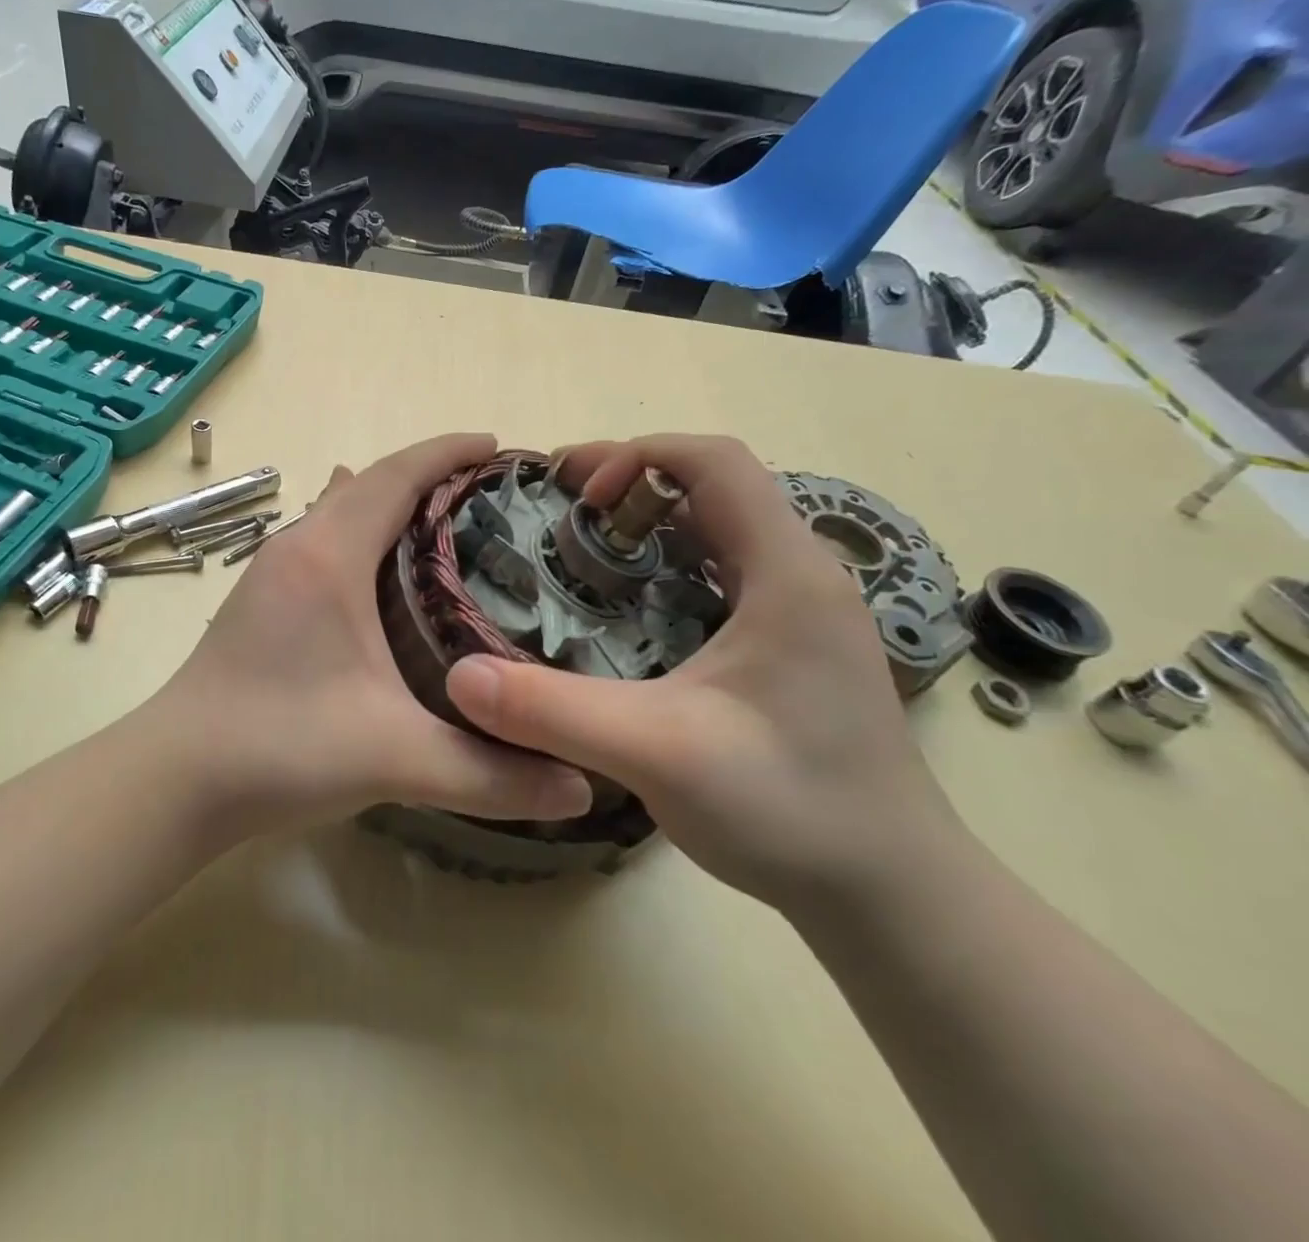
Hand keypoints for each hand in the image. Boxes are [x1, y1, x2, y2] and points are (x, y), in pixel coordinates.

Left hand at [141, 432, 593, 837]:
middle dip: (427, 475)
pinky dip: (361, 533)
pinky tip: (380, 572)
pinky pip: (322, 539)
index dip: (447, 452)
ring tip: (446, 524)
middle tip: (489, 496)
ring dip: (390, 502)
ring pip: (340, 511)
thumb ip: (491, 774)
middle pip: (369, 484)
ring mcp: (271, 571)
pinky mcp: (260, 598)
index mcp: (329, 556)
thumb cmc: (279, 748)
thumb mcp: (394, 759)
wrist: (175, 778)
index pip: (395, 476)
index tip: (497, 446)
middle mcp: (297, 547)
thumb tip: (581, 788)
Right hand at [444, 434, 959, 915]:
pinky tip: (629, 614)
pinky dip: (669, 568)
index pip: (715, 462)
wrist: (891, 893)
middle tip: (562, 514)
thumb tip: (459, 674)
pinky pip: (725, 575)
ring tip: (586, 553)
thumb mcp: (657, 754)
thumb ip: (554, 712)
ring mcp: (803, 613)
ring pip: (720, 531)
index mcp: (787, 573)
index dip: (637, 456)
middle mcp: (803, 577)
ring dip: (651, 525)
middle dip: (632, 484)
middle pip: (715, 488)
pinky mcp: (795, 647)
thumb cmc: (790, 809)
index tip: (577, 496)